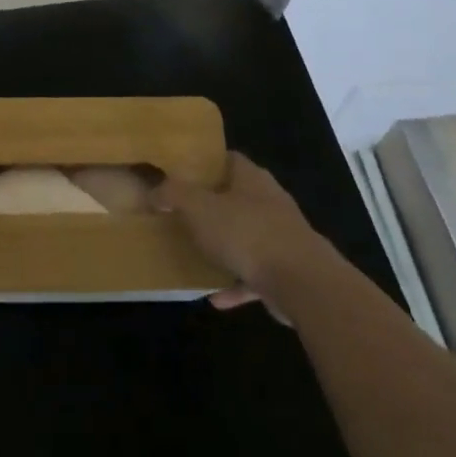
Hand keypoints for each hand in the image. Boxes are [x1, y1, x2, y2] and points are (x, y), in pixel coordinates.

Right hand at [155, 152, 335, 317]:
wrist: (301, 282)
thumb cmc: (246, 233)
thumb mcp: (198, 208)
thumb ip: (173, 195)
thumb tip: (154, 191)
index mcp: (251, 178)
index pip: (227, 159)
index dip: (204, 163)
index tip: (180, 173)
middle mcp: (269, 201)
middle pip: (236, 197)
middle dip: (211, 205)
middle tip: (180, 213)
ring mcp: (281, 236)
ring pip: (245, 236)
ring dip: (224, 247)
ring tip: (195, 254)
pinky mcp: (286, 269)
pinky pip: (253, 274)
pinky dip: (235, 284)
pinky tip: (214, 297)